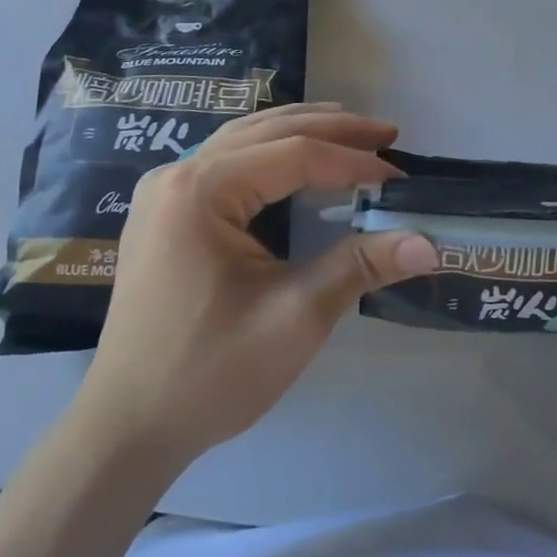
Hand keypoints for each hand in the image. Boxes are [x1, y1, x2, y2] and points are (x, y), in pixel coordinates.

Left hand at [78, 104, 438, 467]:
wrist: (127, 428)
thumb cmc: (209, 373)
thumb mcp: (294, 318)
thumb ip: (360, 267)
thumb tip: (430, 244)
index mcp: (200, 190)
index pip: (293, 154)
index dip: (352, 161)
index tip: (399, 175)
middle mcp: (177, 174)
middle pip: (267, 131)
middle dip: (332, 129)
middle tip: (387, 134)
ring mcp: (164, 191)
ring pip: (244, 138)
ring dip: (300, 131)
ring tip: (351, 130)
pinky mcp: (164, 211)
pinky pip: (226, 160)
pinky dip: (269, 151)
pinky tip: (296, 159)